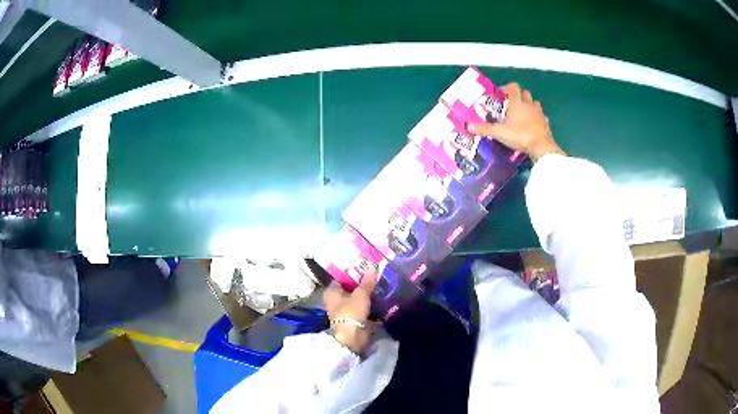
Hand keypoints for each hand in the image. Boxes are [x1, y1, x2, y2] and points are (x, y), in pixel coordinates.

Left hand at [323, 270, 377, 353]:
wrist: (352, 337)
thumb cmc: (351, 312)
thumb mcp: (361, 294)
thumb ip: (367, 282)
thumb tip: (373, 266)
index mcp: (331, 292)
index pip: (340, 278)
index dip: (351, 272)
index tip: (364, 268)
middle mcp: (335, 301)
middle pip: (350, 289)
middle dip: (362, 284)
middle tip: (375, 276)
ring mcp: (344, 311)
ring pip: (357, 300)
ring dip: (367, 296)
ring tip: (381, 286)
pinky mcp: (353, 320)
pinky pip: (362, 309)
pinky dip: (370, 306)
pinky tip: (381, 300)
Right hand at [468, 83, 563, 161]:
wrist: (541, 147)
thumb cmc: (520, 135)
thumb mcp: (499, 133)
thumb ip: (484, 129)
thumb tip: (468, 126)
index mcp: (517, 103)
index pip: (513, 87)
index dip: (506, 87)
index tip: (501, 93)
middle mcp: (529, 104)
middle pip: (525, 93)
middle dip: (518, 96)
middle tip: (511, 104)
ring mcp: (539, 113)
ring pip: (534, 103)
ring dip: (529, 105)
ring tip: (522, 114)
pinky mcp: (546, 123)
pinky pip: (541, 116)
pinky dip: (536, 118)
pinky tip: (532, 125)